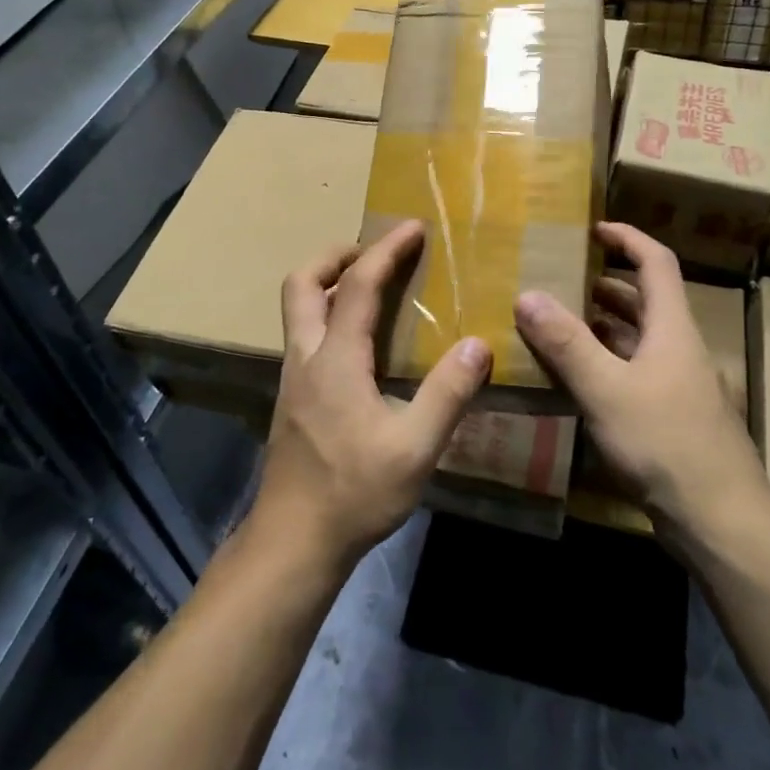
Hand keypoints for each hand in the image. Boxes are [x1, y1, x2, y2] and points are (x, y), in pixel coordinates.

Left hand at [253, 219, 492, 569]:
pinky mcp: (292, 399)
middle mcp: (306, 357)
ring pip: (297, 309)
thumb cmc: (354, 493)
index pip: (359, 284)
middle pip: (302, 283)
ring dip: (328, 283)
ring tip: (370, 287)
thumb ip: (447, 394)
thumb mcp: (414, 448)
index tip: (413, 227)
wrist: (293, 542)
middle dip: (336, 255)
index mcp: (336, 359)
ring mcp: (293, 378)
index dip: (387, 250)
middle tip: (375, 253)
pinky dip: (327, 314)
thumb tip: (478, 345)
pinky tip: (358, 342)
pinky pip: (305, 335)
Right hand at [514, 223, 769, 532]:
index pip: (655, 262)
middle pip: (646, 299)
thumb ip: (567, 343)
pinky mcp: (671, 416)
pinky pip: (634, 372)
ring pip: (639, 338)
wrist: (720, 519)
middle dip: (606, 284)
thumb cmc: (666, 442)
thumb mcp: (607, 389)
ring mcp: (678, 384)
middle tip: (562, 278)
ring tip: (559, 321)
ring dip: (604, 325)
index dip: (627, 238)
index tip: (593, 229)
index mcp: (672, 328)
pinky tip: (578, 377)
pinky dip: (607, 362)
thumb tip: (527, 295)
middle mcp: (679, 347)